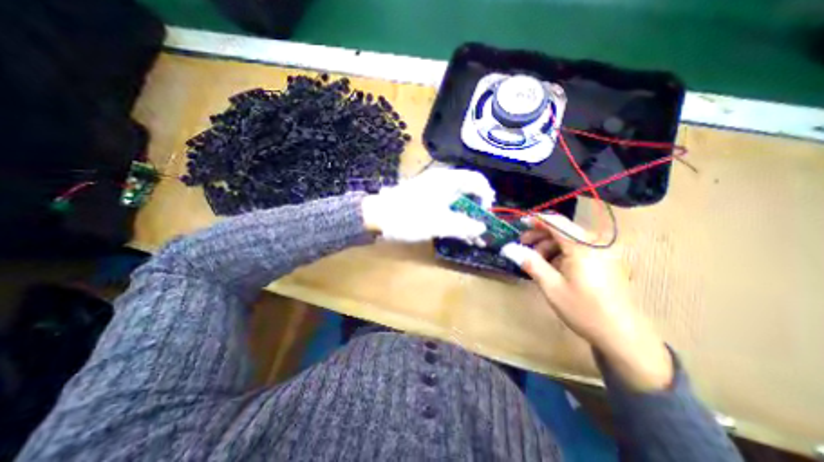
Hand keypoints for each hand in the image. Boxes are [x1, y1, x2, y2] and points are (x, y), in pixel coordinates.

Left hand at [362, 168, 495, 244]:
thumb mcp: (439, 224)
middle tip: (479, 226)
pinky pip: (446, 203)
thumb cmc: (409, 217)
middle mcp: (442, 180)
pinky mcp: (426, 197)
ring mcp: (433, 188)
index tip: (485, 214)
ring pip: (457, 199)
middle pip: (468, 190)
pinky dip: (453, 215)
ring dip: (465, 214)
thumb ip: (463, 226)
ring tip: (470, 233)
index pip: (477, 180)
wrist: (378, 216)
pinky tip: (455, 228)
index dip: (486, 196)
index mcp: (448, 180)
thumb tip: (482, 229)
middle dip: (476, 209)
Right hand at [498, 215, 671, 391]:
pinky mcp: (608, 261)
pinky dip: (563, 253)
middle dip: (540, 236)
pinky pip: (580, 248)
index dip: (535, 220)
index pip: (555, 222)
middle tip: (523, 247)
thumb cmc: (583, 310)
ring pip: (570, 239)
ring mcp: (605, 252)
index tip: (519, 224)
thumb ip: (530, 262)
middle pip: (562, 230)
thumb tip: (508, 248)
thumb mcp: (551, 286)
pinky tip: (555, 268)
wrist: (623, 336)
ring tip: (538, 262)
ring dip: (550, 246)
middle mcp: (597, 243)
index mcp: (584, 246)